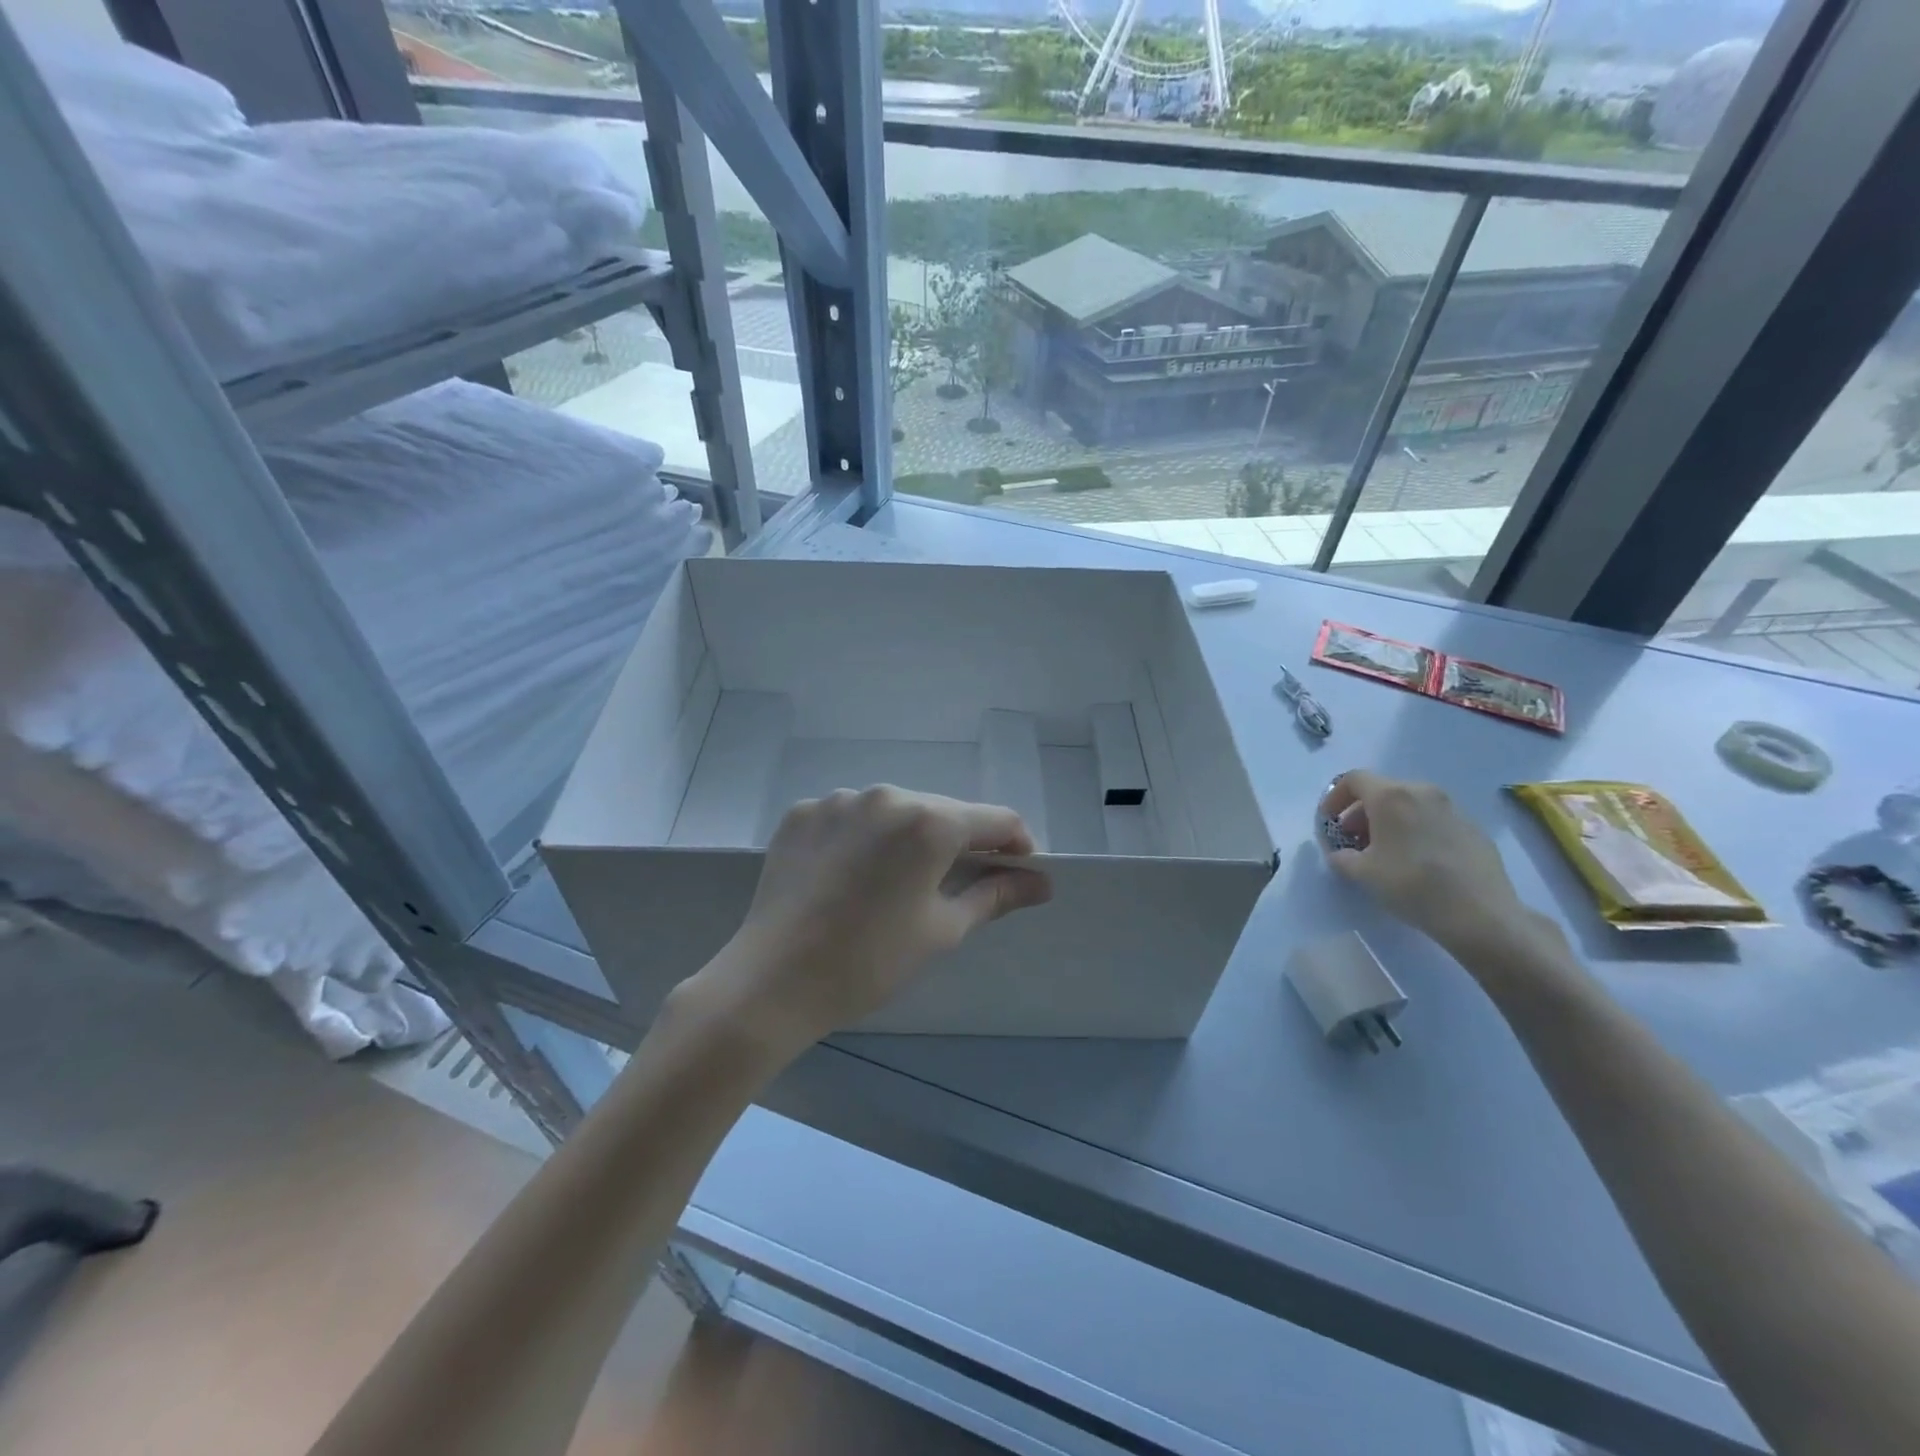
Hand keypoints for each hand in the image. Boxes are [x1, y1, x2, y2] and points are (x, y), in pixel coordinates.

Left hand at [691, 786, 1052, 1054]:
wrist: (772, 981)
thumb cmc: (870, 961)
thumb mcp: (942, 930)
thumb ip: (995, 895)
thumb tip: (1041, 882)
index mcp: (929, 822)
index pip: (996, 819)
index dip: (1016, 845)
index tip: (1017, 873)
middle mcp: (886, 795)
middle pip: (944, 812)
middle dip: (960, 843)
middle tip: (954, 887)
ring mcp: (839, 799)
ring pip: (895, 811)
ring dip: (908, 838)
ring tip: (894, 884)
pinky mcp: (803, 812)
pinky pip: (850, 817)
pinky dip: (863, 838)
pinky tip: (849, 875)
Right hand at [1317, 771, 1534, 956]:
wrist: (1480, 914)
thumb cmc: (1411, 885)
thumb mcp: (1362, 873)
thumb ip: (1341, 856)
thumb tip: (1341, 852)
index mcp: (1391, 796)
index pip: (1353, 779)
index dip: (1334, 797)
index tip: (1329, 822)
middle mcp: (1422, 791)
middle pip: (1382, 790)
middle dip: (1361, 812)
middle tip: (1354, 840)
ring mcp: (1452, 808)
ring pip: (1410, 803)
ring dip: (1389, 820)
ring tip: (1385, 851)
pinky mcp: (1473, 827)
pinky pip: (1434, 819)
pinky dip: (1416, 830)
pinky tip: (1418, 860)